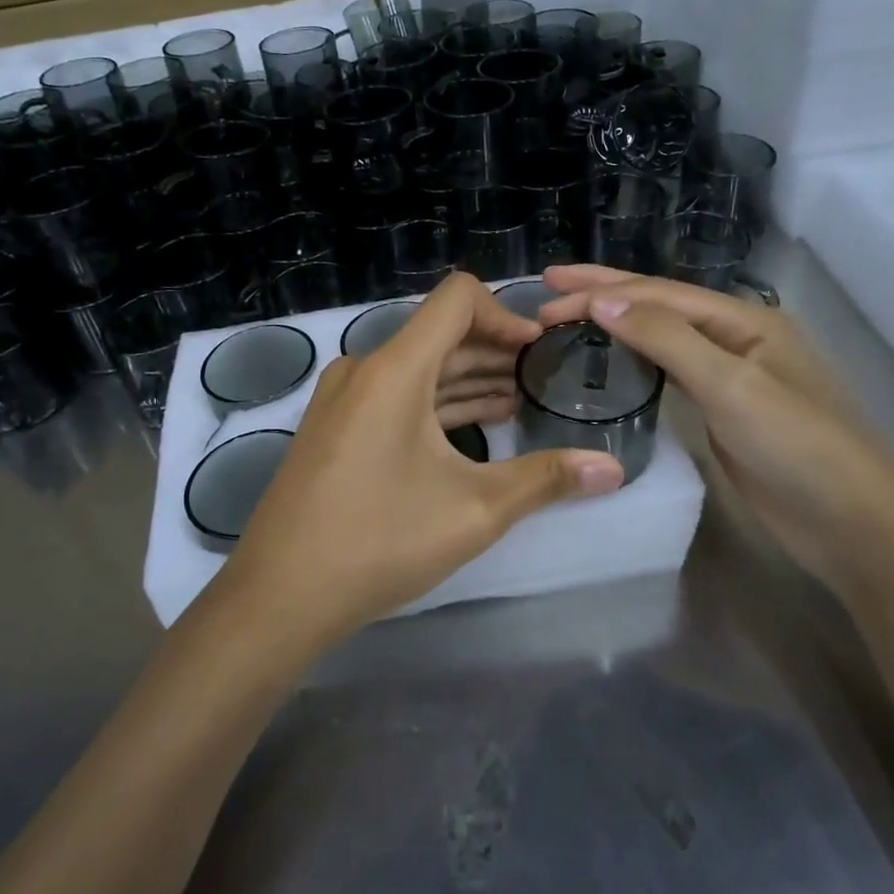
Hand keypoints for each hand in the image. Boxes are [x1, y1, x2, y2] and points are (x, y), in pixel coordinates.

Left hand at [220, 273, 624, 647]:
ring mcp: (342, 400)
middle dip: (494, 351)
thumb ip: (546, 479)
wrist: (279, 594)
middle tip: (541, 379)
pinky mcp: (334, 428)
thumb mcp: (475, 510)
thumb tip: (614, 470)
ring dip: (466, 379)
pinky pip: (393, 396)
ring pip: (416, 368)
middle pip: (438, 335)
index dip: (506, 315)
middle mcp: (364, 370)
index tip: (540, 351)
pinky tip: (471, 427)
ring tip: (517, 401)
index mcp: (394, 369)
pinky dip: (434, 403)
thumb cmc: (380, 541)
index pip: (457, 299)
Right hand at [539, 265, 893, 588]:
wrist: (849, 520)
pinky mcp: (721, 410)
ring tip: (570, 313)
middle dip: (603, 290)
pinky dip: (634, 358)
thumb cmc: (796, 445)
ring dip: (616, 321)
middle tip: (549, 283)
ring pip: (662, 336)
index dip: (600, 290)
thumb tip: (604, 301)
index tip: (547, 296)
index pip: (658, 294)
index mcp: (743, 319)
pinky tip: (613, 357)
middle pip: (659, 304)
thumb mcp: (731, 384)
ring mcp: (729, 375)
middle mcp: (735, 338)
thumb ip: (667, 339)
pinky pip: (669, 372)